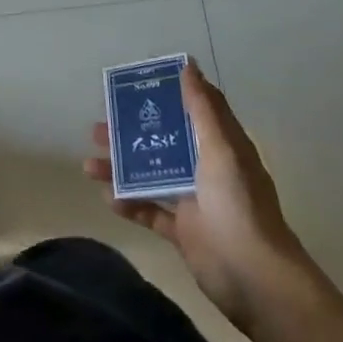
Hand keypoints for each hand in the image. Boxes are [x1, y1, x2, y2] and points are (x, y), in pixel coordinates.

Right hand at [84, 62, 307, 330]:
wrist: (253, 276)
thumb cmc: (238, 205)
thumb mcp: (221, 149)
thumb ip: (202, 109)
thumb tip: (189, 65)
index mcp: (223, 147)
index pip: (196, 111)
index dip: (170, 94)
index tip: (137, 85)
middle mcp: (208, 170)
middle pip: (165, 143)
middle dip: (132, 134)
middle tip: (98, 127)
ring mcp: (195, 202)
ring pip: (152, 176)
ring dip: (122, 169)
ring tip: (89, 164)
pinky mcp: (183, 232)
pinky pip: (150, 212)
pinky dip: (129, 204)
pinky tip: (108, 197)